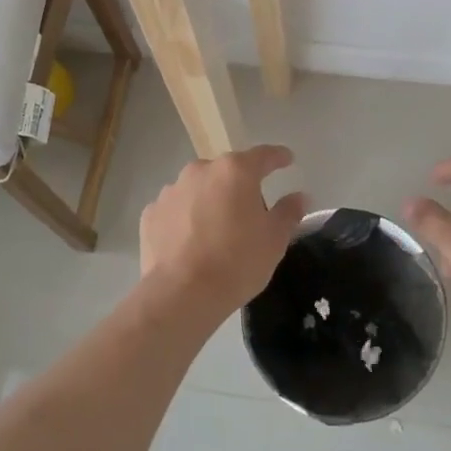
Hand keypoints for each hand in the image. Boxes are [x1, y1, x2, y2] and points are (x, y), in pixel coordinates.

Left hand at [139, 145, 306, 321]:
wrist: (181, 294)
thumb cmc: (236, 262)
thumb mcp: (274, 240)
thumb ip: (288, 212)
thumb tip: (299, 196)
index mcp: (235, 171)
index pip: (263, 155)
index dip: (277, 157)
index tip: (287, 160)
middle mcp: (201, 170)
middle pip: (227, 172)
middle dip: (239, 185)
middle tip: (250, 210)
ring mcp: (171, 190)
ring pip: (199, 188)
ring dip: (210, 200)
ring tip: (216, 230)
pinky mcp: (151, 213)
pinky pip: (176, 209)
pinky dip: (185, 218)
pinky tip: (190, 241)